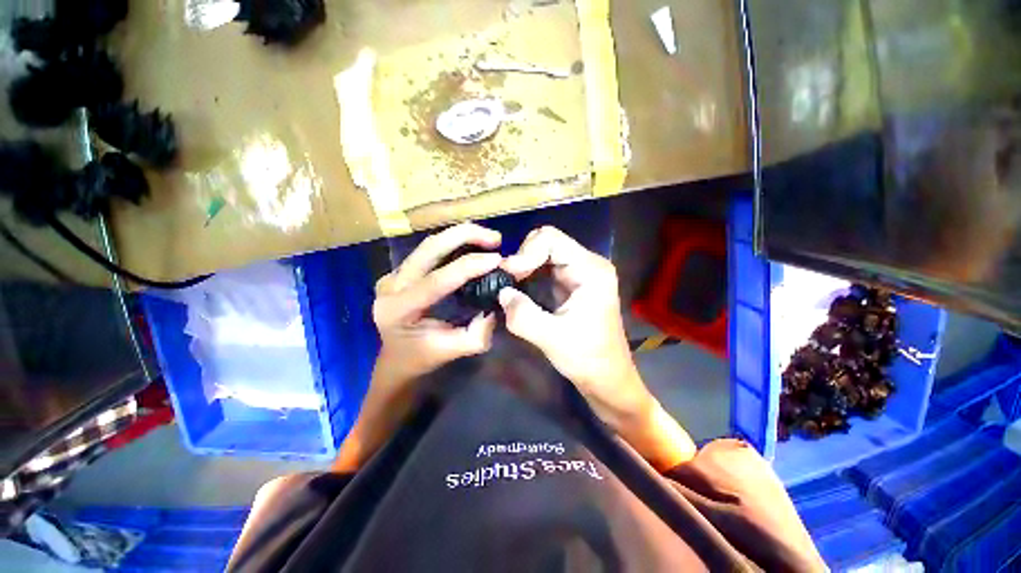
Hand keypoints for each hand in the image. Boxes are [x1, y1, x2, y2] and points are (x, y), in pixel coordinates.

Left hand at [372, 222, 501, 385]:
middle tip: (496, 239)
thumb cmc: (423, 357)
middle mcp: (390, 286)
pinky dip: (454, 243)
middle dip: (465, 236)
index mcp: (399, 310)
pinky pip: (429, 250)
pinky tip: (473, 245)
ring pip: (429, 244)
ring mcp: (392, 275)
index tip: (497, 259)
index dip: (469, 266)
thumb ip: (478, 332)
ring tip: (489, 239)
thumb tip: (498, 302)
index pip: (437, 280)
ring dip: (461, 236)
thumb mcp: (455, 351)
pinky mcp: (400, 271)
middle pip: (429, 248)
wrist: (396, 358)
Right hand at [498, 226, 694, 468]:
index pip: (551, 239)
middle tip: (507, 281)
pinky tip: (518, 289)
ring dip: (524, 266)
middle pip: (546, 242)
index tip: (508, 277)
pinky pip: (545, 267)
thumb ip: (522, 314)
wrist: (607, 378)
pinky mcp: (572, 283)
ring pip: (543, 253)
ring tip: (509, 285)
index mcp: (591, 270)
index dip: (525, 253)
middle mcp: (587, 264)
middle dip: (523, 258)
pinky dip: (528, 274)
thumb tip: (501, 292)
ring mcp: (580, 273)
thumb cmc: (588, 359)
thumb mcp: (552, 339)